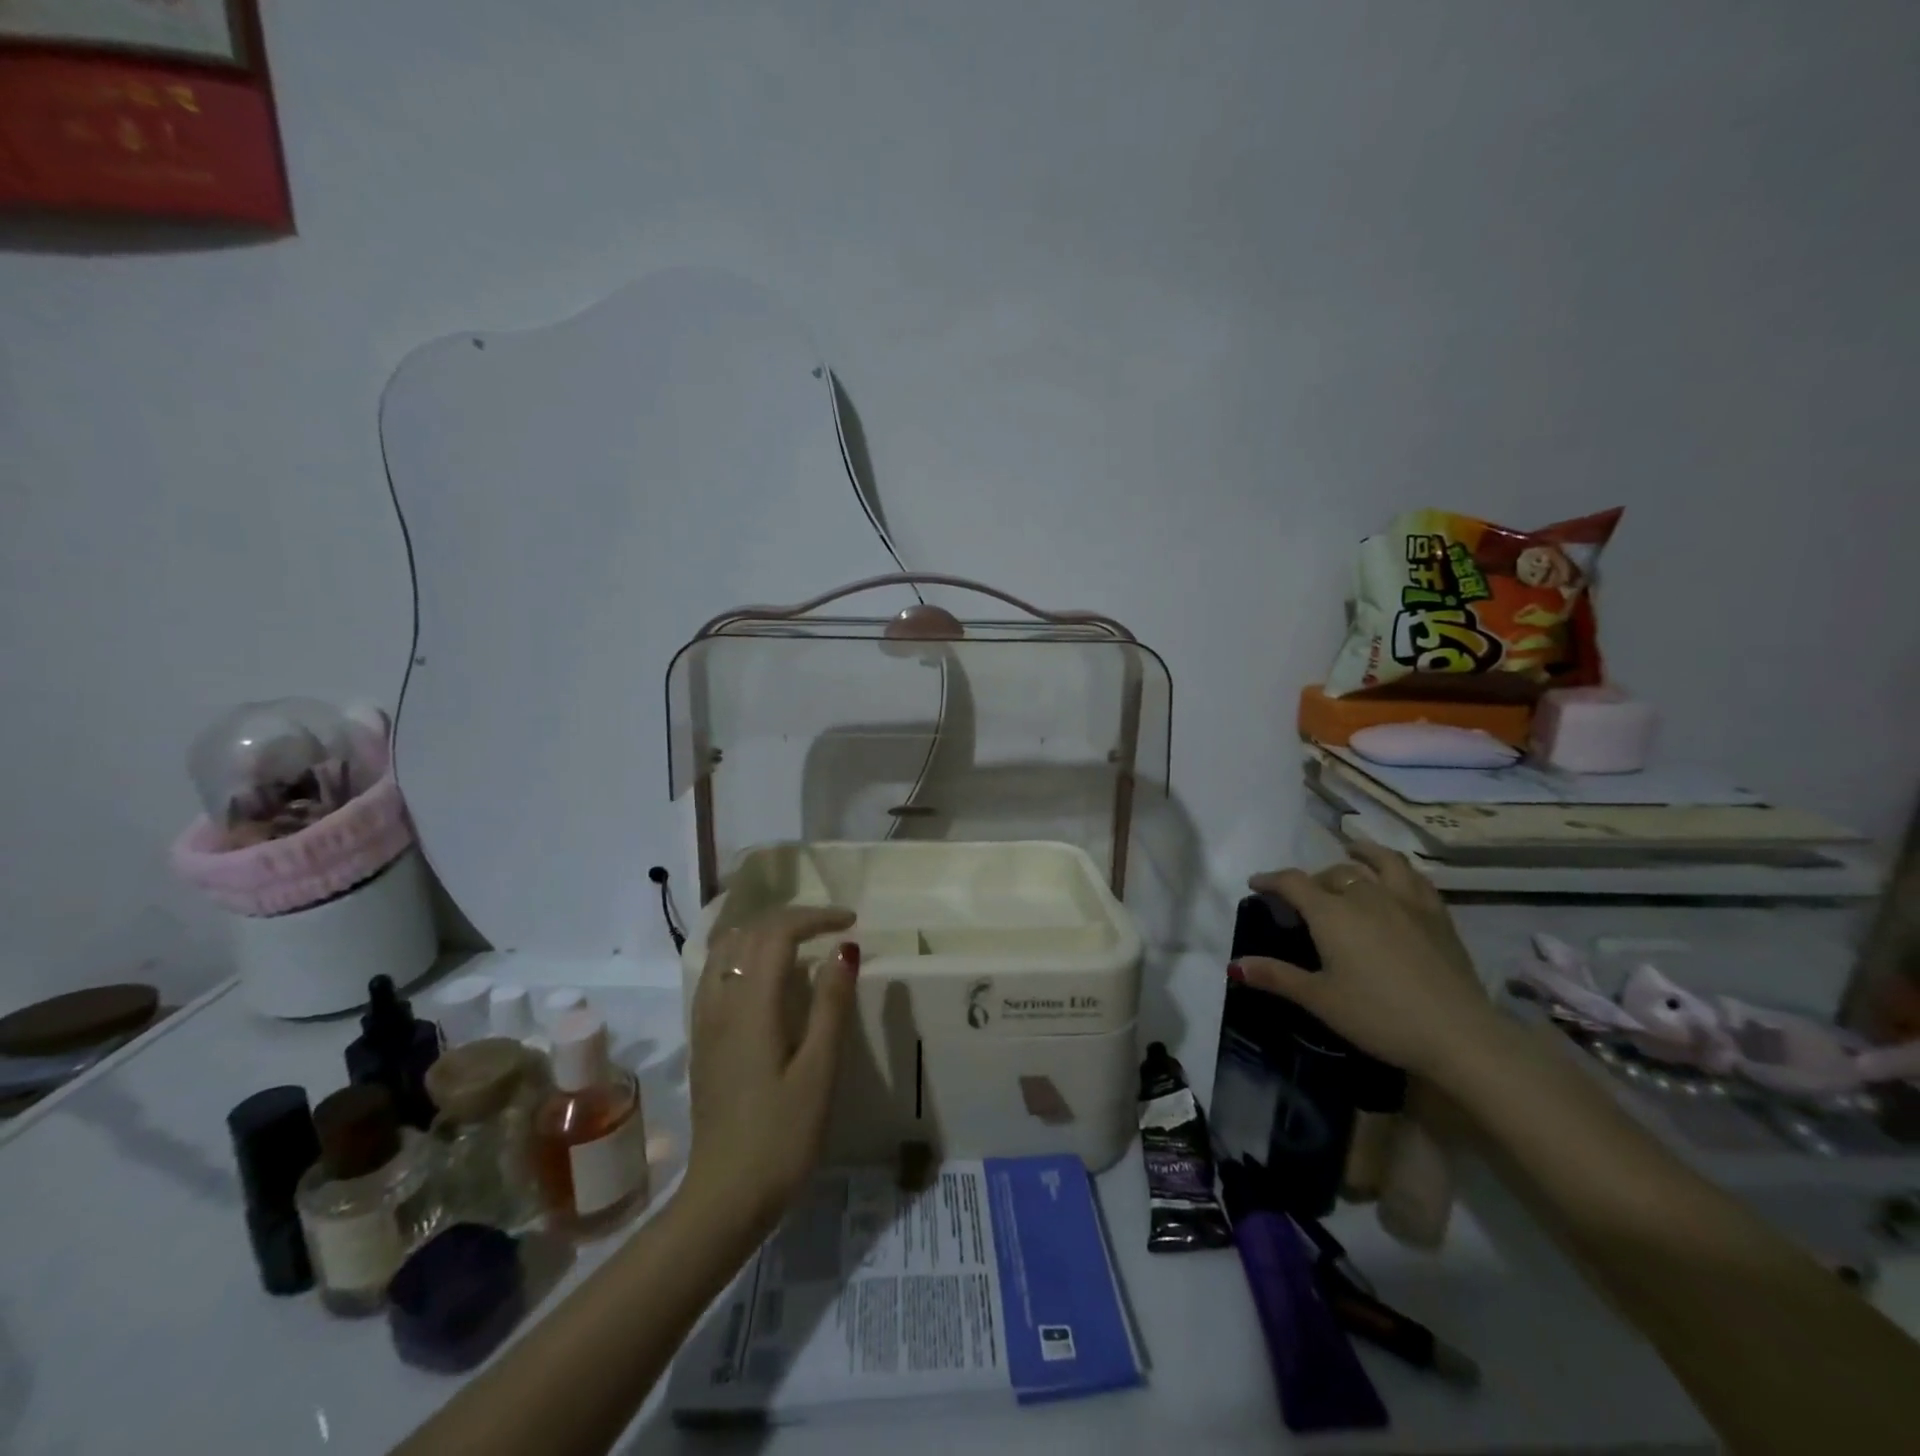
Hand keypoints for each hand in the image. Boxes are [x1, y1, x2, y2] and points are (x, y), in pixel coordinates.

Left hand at [681, 907, 858, 1238]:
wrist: (724, 1198)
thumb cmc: (781, 1137)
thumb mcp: (819, 1071)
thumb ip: (830, 1005)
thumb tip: (844, 949)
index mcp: (751, 1005)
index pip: (777, 933)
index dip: (815, 917)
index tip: (851, 922)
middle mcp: (720, 1001)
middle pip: (749, 933)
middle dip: (792, 919)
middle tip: (831, 928)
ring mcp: (705, 1021)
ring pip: (727, 949)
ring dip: (764, 933)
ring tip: (801, 943)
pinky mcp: (702, 1040)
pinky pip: (718, 973)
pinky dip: (745, 955)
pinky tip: (767, 977)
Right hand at [1235, 842, 1502, 1081]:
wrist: (1459, 1034)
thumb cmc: (1379, 1016)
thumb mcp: (1320, 1000)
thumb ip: (1276, 976)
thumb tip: (1233, 965)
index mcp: (1332, 913)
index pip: (1293, 882)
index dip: (1271, 880)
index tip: (1256, 884)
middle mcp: (1366, 895)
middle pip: (1333, 873)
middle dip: (1313, 880)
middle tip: (1304, 897)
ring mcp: (1406, 901)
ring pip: (1378, 863)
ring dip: (1360, 855)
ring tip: (1352, 851)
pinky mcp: (1438, 915)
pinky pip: (1414, 877)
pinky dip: (1397, 868)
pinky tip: (1396, 877)